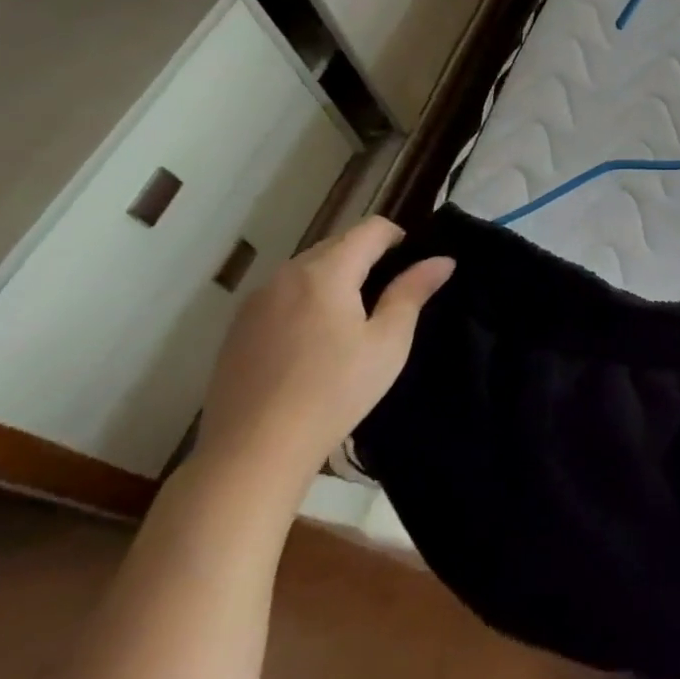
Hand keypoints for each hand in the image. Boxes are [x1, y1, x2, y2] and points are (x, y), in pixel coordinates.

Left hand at [194, 216, 452, 498]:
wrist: (253, 450)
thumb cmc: (334, 392)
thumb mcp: (388, 343)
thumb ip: (412, 293)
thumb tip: (442, 260)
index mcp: (326, 271)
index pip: (370, 228)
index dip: (399, 237)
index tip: (414, 266)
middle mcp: (286, 274)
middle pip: (336, 244)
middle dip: (367, 257)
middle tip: (390, 296)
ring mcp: (256, 301)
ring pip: (306, 269)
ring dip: (335, 277)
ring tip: (354, 319)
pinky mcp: (238, 328)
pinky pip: (282, 294)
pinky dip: (307, 299)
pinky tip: (314, 342)